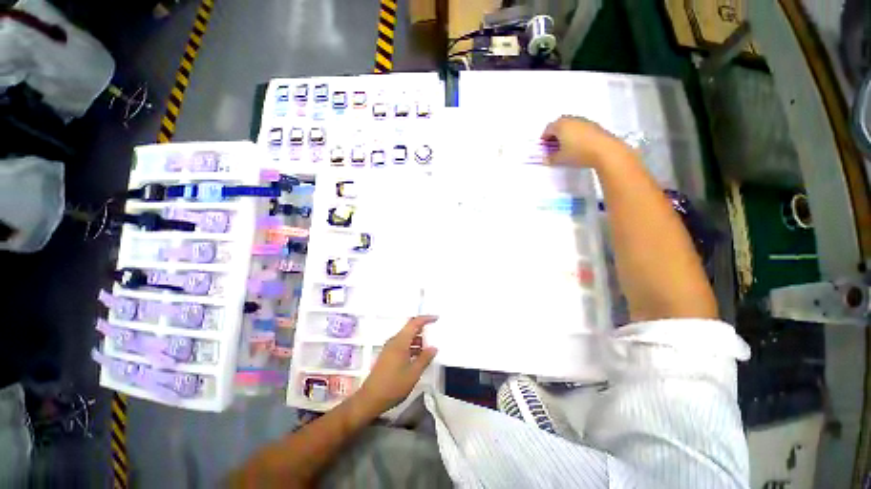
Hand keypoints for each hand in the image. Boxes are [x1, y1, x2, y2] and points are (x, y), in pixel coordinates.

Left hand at [354, 316, 437, 415]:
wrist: (370, 399)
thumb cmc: (393, 385)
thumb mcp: (413, 373)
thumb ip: (425, 358)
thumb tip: (434, 347)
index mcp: (400, 341)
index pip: (414, 323)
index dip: (426, 319)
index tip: (437, 318)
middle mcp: (394, 341)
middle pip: (410, 329)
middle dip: (423, 330)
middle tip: (435, 334)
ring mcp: (389, 348)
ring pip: (406, 338)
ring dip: (418, 340)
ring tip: (429, 347)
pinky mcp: (387, 356)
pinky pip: (402, 345)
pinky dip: (411, 347)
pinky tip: (418, 357)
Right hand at [541, 116, 631, 168]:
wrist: (605, 151)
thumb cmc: (578, 153)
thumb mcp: (560, 159)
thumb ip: (550, 158)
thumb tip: (546, 158)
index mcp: (560, 125)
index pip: (547, 129)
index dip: (544, 139)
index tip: (544, 148)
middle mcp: (571, 119)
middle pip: (559, 124)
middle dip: (554, 135)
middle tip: (553, 146)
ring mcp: (584, 121)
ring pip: (570, 125)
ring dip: (565, 134)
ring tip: (566, 147)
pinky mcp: (594, 125)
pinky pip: (580, 127)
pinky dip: (576, 134)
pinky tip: (577, 145)